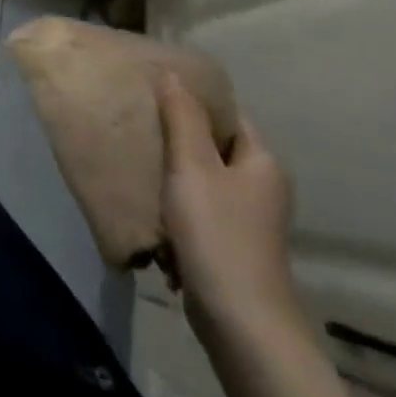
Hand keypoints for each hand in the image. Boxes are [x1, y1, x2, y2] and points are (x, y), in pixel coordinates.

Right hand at [155, 71, 303, 349]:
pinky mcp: (228, 248)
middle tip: (136, 122)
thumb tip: (172, 73)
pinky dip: (173, 210)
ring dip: (170, 176)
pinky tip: (147, 211)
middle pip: (212, 147)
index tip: (154, 91)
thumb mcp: (193, 166)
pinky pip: (196, 213)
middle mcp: (260, 188)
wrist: (241, 323)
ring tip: (134, 162)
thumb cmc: (217, 233)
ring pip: (201, 181)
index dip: (194, 100)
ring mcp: (246, 222)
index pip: (228, 115)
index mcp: (261, 162)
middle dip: (175, 137)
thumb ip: (182, 117)